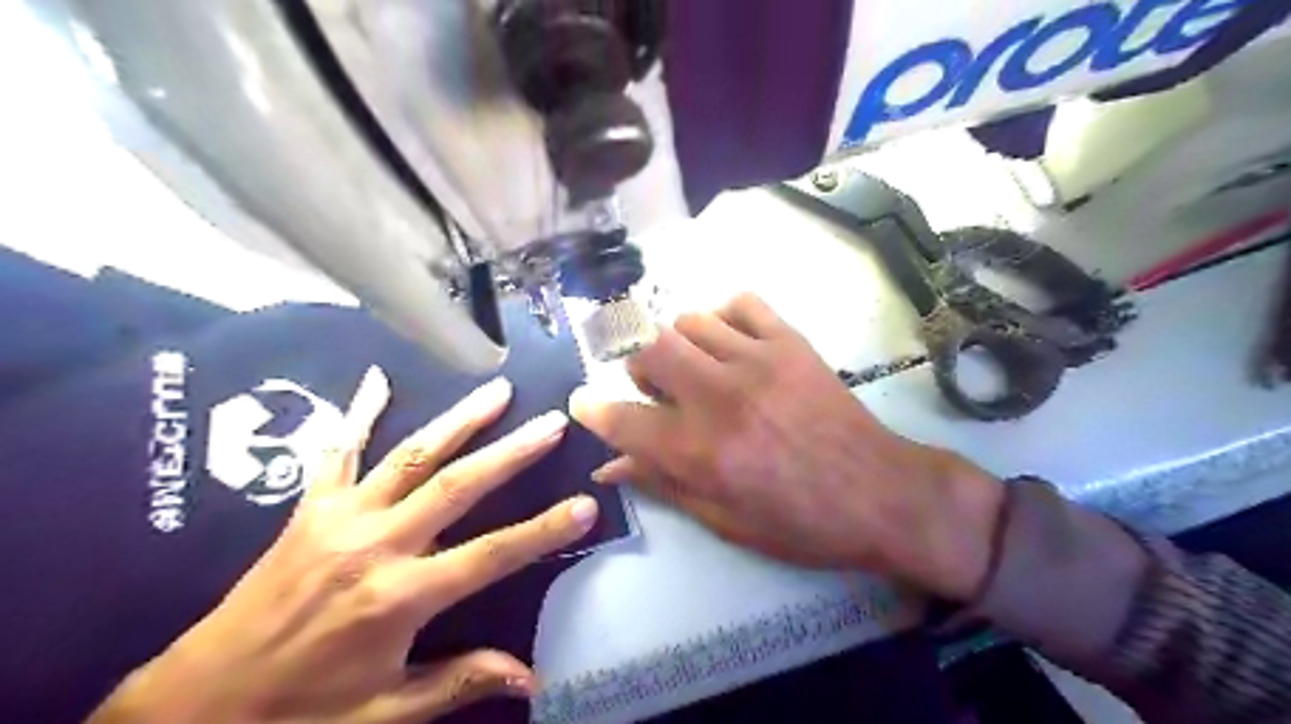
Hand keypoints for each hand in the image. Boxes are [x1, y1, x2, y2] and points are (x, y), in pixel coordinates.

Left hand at [93, 374, 600, 723]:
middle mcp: (375, 545)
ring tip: (498, 391)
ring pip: (412, 456)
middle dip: (511, 452)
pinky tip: (377, 380)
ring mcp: (341, 517)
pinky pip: (337, 452)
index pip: (491, 555)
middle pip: (458, 486)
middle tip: (551, 421)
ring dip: (460, 421)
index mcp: (399, 597)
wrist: (196, 705)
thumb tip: (532, 678)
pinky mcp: (311, 508)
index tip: (586, 505)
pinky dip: (357, 414)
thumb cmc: (300, 711)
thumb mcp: (386, 712)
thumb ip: (460, 681)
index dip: (543, 530)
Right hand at [568, 292, 1002, 599]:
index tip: (583, 404)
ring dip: (680, 345)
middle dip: (640, 368)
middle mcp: (719, 396)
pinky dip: (724, 317)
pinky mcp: (789, 341)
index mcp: (699, 450)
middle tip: (657, 388)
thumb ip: (663, 485)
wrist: (879, 493)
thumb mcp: (724, 520)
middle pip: (650, 350)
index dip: (593, 411)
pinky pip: (741, 303)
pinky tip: (731, 342)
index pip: (622, 419)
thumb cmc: (799, 522)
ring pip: (689, 322)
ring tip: (697, 367)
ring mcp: (756, 360)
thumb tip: (611, 467)